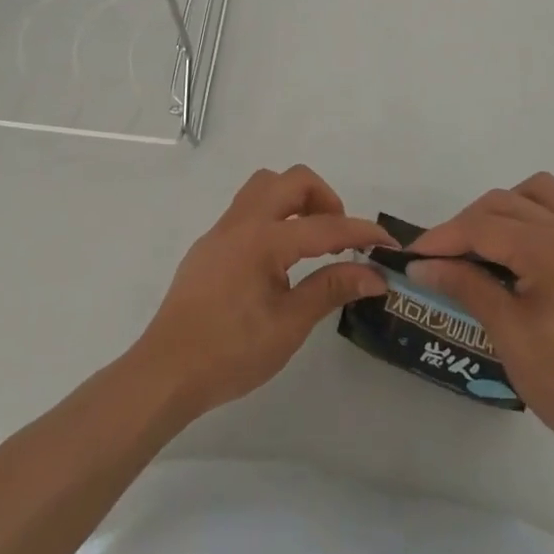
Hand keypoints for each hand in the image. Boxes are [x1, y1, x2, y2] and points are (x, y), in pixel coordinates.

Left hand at [135, 165, 392, 419]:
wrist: (166, 372)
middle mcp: (242, 222)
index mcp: (263, 239)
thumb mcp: (288, 325)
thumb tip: (373, 275)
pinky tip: (278, 259)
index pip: (323, 226)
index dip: (360, 233)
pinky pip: (248, 208)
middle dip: (324, 198)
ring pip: (265, 186)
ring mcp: (221, 230)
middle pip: (292, 181)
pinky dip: (273, 215)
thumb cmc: (230, 352)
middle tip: (339, 236)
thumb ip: (330, 289)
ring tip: (311, 240)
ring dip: (295, 200)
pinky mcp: (210, 245)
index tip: (388, 242)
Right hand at [410, 173, 553, 457]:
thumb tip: (422, 264)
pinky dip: (539, 217)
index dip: (442, 238)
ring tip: (487, 244)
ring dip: (506, 208)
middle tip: (442, 257)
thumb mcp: (508, 334)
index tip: (413, 255)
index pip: (482, 226)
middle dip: (467, 223)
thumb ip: (465, 286)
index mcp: (549, 247)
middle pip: (505, 202)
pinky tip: (527, 251)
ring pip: (539, 194)